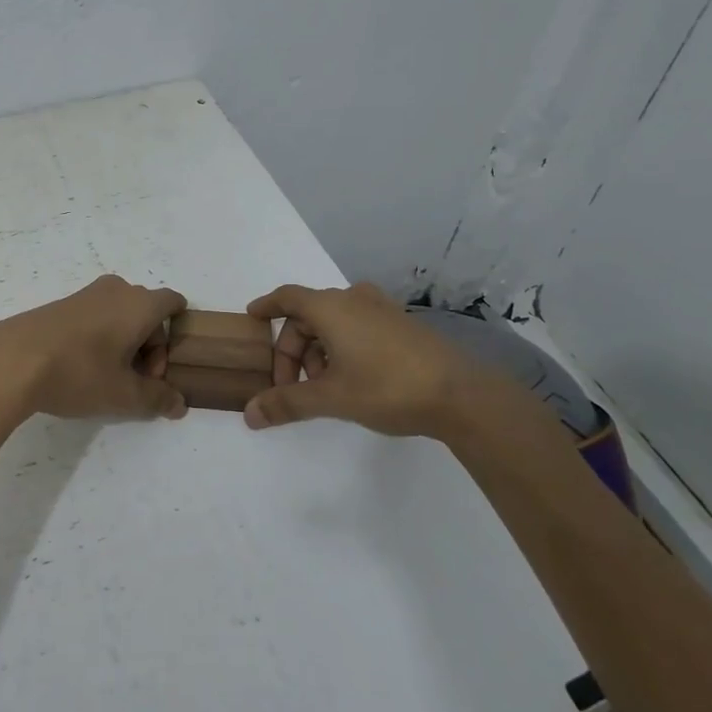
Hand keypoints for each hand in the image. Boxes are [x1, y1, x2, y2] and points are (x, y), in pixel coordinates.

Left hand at [0, 275, 186, 420]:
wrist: (11, 360)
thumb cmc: (79, 373)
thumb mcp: (124, 396)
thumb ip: (158, 399)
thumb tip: (179, 404)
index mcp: (140, 303)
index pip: (173, 303)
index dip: (174, 338)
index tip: (158, 370)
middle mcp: (116, 289)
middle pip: (147, 313)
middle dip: (148, 348)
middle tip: (132, 382)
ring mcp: (86, 294)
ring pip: (120, 316)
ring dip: (122, 344)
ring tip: (104, 379)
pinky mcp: (62, 304)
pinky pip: (96, 317)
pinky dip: (99, 339)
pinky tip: (79, 368)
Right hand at [244, 282, 513, 441]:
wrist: (461, 394)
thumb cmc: (387, 387)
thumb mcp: (331, 398)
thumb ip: (288, 403)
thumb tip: (250, 414)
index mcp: (330, 307)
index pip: (286, 297)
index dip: (266, 306)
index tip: (251, 318)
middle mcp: (353, 299)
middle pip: (307, 315)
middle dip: (291, 349)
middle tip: (289, 386)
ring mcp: (381, 309)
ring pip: (333, 322)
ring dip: (317, 350)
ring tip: (321, 387)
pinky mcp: (401, 324)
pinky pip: (356, 326)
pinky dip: (341, 346)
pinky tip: (349, 378)